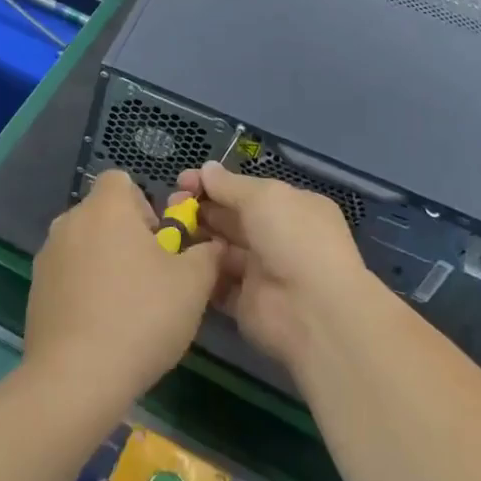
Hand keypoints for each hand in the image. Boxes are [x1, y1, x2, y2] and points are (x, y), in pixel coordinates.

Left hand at [24, 170, 222, 413]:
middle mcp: (70, 220)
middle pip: (103, 213)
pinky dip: (83, 289)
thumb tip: (211, 245)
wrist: (75, 379)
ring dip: (105, 263)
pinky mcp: (35, 290)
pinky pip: (67, 275)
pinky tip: (100, 327)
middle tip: (151, 278)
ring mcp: (47, 256)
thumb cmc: (140, 317)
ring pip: (85, 245)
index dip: (144, 204)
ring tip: (126, 308)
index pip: (121, 180)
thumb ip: (207, 254)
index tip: (158, 242)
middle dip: (127, 237)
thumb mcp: (193, 284)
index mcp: (106, 207)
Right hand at [179, 161, 376, 373]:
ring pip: (220, 248)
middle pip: (230, 218)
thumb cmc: (293, 239)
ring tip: (166, 228)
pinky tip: (175, 258)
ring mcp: (260, 271)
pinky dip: (198, 270)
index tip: (183, 180)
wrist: (313, 311)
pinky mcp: (244, 302)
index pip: (245, 191)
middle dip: (200, 208)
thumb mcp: (264, 197)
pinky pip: (216, 282)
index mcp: (290, 207)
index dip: (214, 184)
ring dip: (195, 237)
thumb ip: (230, 185)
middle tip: (169, 204)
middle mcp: (276, 237)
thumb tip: (206, 169)